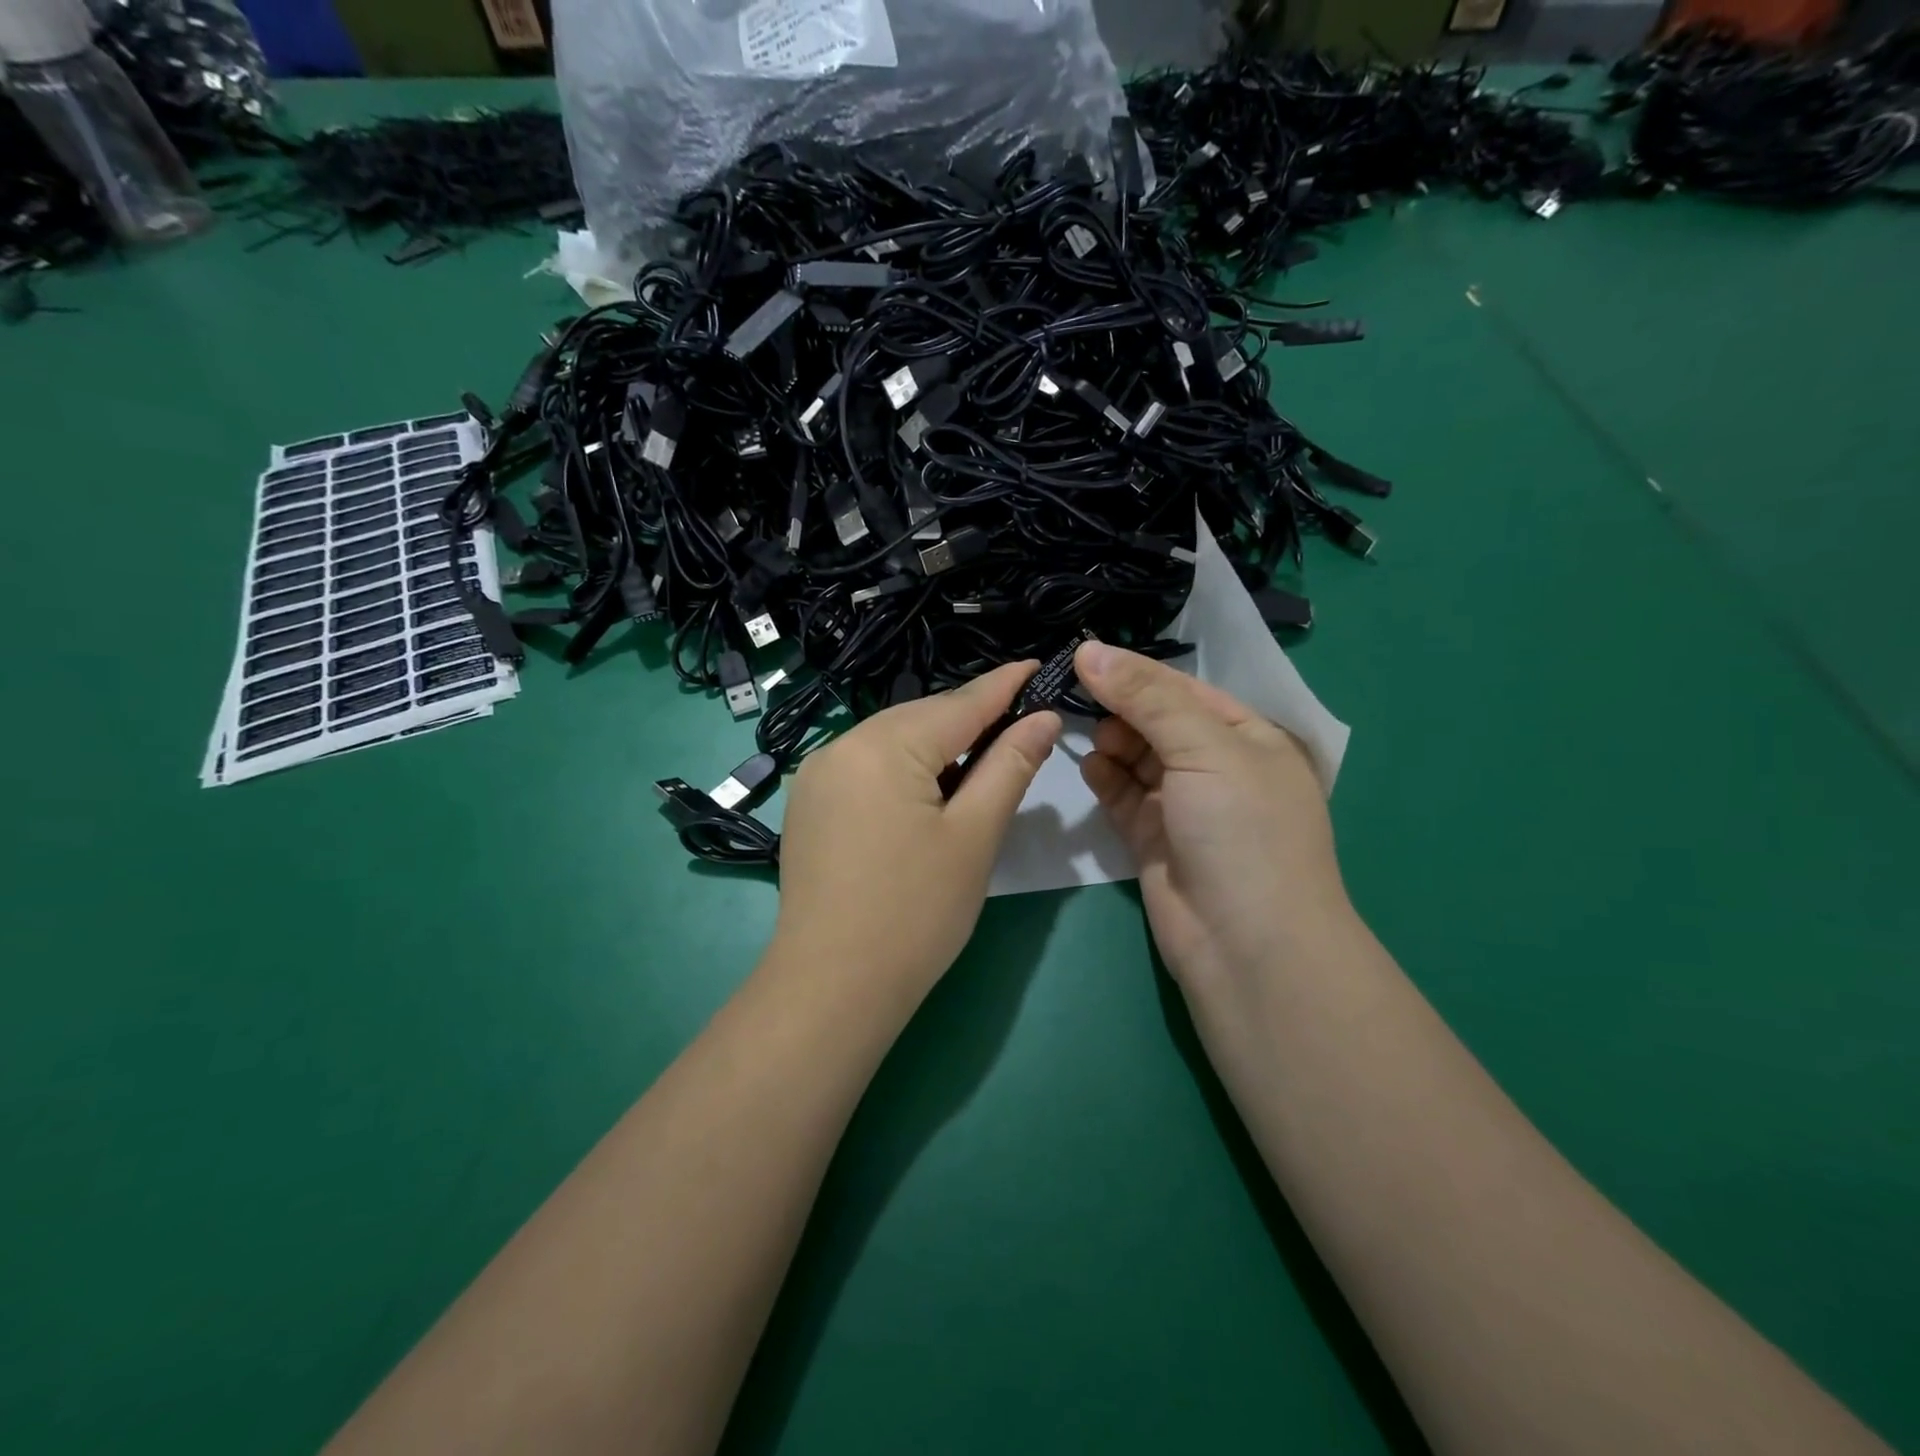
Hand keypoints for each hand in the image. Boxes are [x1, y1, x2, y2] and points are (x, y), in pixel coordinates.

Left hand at [772, 661, 1061, 1001]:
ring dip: (939, 748)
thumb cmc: (916, 913)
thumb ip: (1009, 766)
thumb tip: (1043, 718)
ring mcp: (818, 775)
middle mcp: (841, 745)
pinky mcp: (810, 804)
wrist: (831, 987)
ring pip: (894, 742)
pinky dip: (906, 770)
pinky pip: (868, 767)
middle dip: (973, 721)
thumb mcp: (975, 836)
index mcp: (883, 745)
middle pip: (923, 719)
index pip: (960, 703)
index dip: (1005, 686)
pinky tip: (929, 793)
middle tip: (1022, 728)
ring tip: (982, 764)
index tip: (1040, 665)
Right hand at [1074, 642, 1351, 1001]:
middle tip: (1077, 699)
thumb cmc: (1242, 831)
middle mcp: (1217, 766)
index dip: (1135, 672)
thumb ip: (1146, 697)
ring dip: (1111, 742)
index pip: (1183, 688)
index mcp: (1248, 736)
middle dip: (1120, 708)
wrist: (1247, 945)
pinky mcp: (1153, 838)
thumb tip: (1089, 650)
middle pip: (1156, 720)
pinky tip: (1091, 767)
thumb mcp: (1205, 748)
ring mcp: (1183, 805)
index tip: (1080, 656)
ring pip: (1136, 757)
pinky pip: (1123, 795)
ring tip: (1088, 737)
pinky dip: (1105, 778)